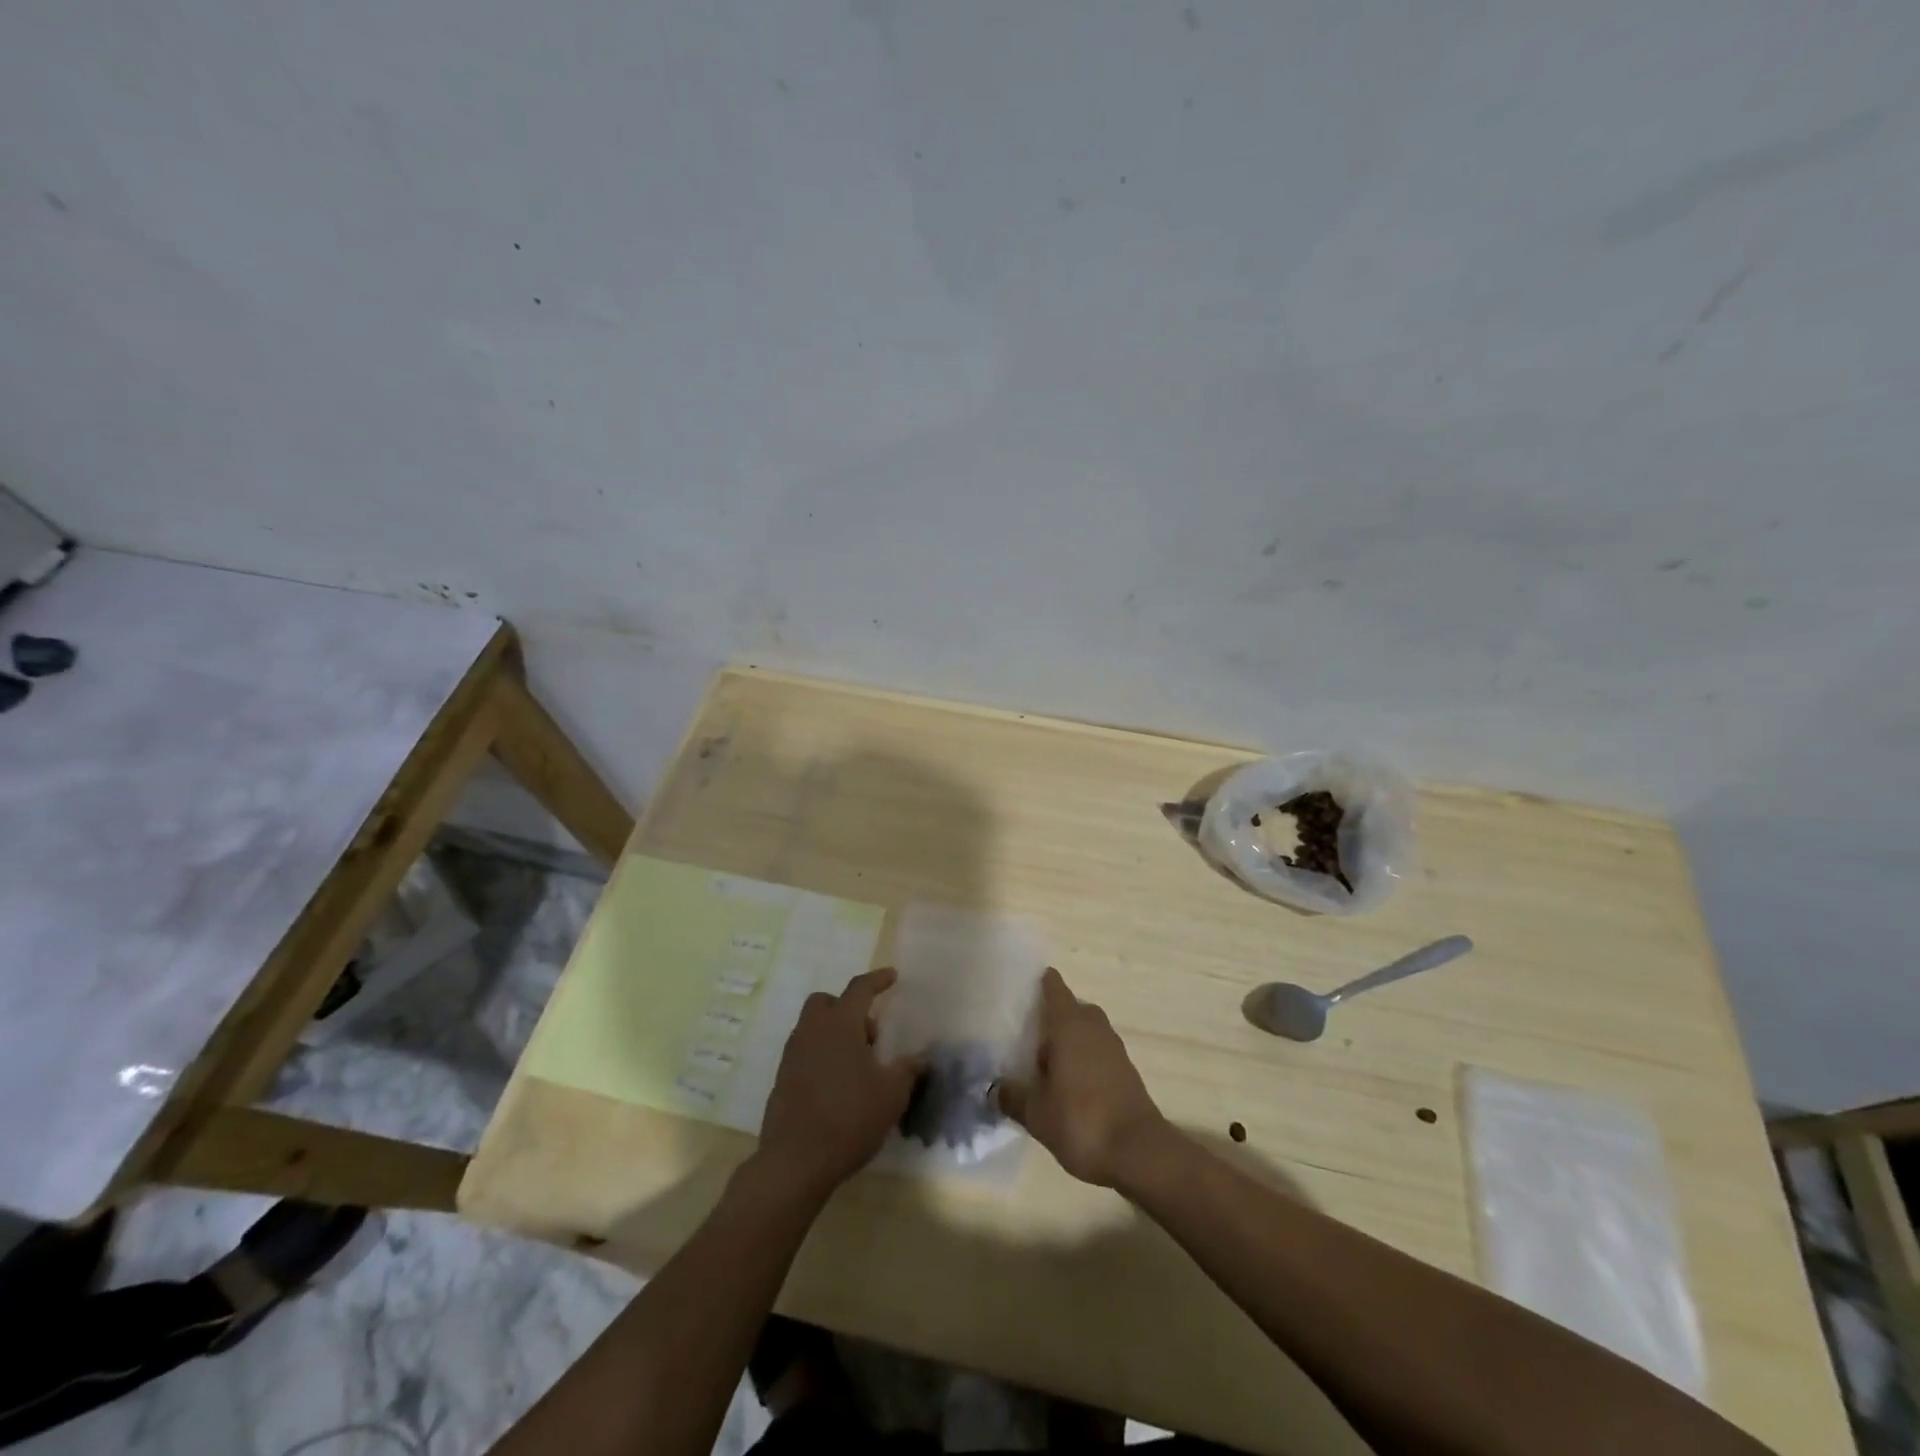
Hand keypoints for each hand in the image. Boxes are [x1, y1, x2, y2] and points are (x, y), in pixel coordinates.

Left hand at [757, 967, 917, 1197]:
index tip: (892, 976)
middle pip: (826, 1003)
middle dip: (848, 1009)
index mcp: (840, 1024)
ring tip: (858, 1067)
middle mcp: (812, 1031)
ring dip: (835, 1035)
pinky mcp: (782, 1080)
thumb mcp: (892, 1094)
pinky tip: (839, 1087)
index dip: (877, 980)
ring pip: (813, 1028)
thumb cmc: (849, 1117)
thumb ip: (908, 1070)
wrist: (795, 1162)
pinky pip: (805, 1054)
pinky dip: (822, 1057)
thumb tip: (920, 1057)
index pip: (859, 989)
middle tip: (870, 1035)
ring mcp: (792, 1056)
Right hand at [995, 968, 1168, 1187]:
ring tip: (1044, 1063)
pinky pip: (1098, 1052)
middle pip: (1071, 1008)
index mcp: (1069, 1024)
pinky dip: (1083, 1059)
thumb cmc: (1081, 1121)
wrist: (1138, 1152)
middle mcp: (1094, 1027)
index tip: (1022, 986)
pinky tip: (1068, 1084)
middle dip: (1052, 1017)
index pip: (1054, 988)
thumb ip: (1012, 1096)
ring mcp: (1114, 1048)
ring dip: (1069, 1040)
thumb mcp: (1036, 1113)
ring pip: (1087, 1031)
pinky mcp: (1126, 1071)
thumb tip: (994, 1088)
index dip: (1039, 983)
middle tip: (1027, 1033)